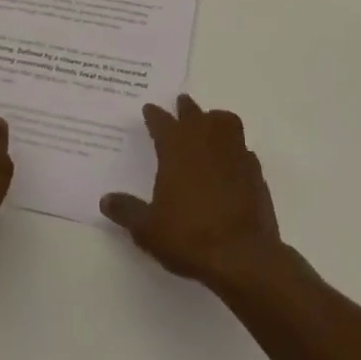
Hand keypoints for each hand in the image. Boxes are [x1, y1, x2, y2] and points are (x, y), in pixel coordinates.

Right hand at [101, 94, 284, 288]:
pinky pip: (244, 149)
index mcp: (176, 149)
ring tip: (210, 123)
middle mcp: (205, 142)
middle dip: (185, 108)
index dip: (154, 115)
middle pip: (194, 113)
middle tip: (180, 103)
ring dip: (215, 119)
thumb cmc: (189, 236)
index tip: (149, 109)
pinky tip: (232, 160)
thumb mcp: (148, 228)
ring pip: (225, 122)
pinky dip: (235, 149)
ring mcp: (234, 154)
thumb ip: (127, 211)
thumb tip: (105, 200)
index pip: (161, 122)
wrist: (242, 256)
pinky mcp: (255, 172)